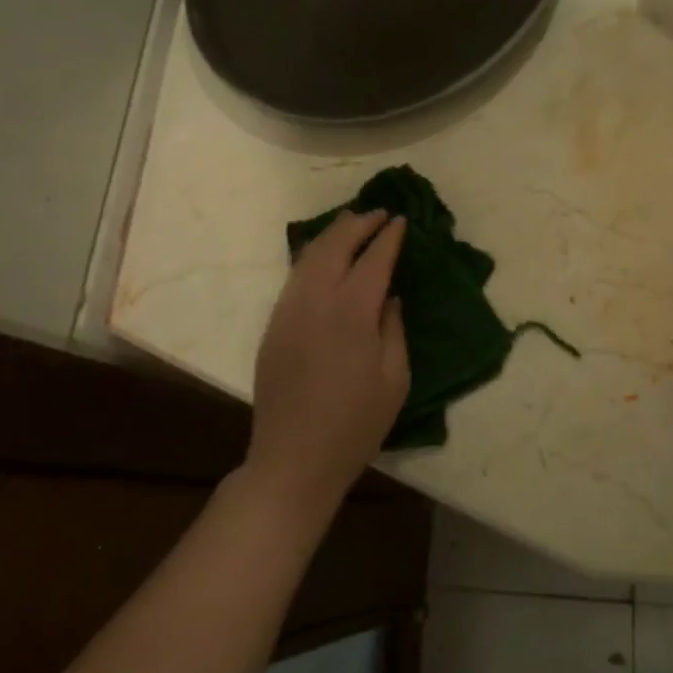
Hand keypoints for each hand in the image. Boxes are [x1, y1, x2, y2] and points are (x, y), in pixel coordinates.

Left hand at [246, 209, 409, 511]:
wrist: (294, 459)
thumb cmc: (356, 424)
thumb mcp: (394, 379)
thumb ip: (393, 329)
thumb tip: (390, 296)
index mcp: (351, 313)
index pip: (372, 259)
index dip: (388, 236)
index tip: (400, 220)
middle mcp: (315, 302)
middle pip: (334, 246)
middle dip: (357, 224)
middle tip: (378, 214)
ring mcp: (287, 312)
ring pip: (308, 257)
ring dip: (332, 235)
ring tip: (351, 224)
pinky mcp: (272, 326)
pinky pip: (294, 278)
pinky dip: (313, 258)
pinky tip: (324, 260)